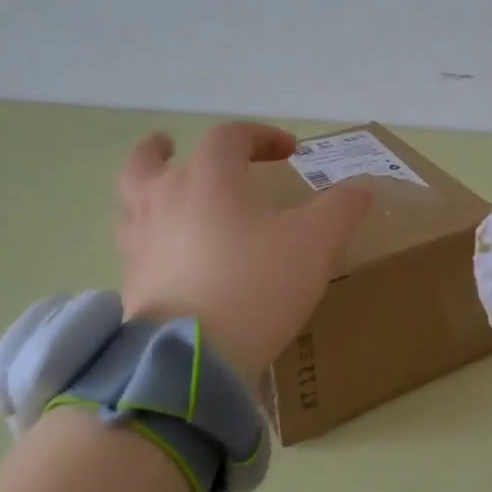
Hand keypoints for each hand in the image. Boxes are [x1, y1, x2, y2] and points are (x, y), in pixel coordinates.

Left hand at [116, 122, 372, 384]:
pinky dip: (145, 233)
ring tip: (159, 193)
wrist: (197, 355)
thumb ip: (341, 208)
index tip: (290, 151)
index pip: (230, 137)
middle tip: (172, 145)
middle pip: (150, 159)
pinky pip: (132, 242)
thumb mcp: (316, 243)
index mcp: (210, 178)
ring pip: (130, 199)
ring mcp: (141, 239)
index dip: (261, 135)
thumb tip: (362, 188)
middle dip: (165, 148)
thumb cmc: (258, 284)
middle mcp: (165, 198)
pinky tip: (165, 251)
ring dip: (145, 187)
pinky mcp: (131, 279)